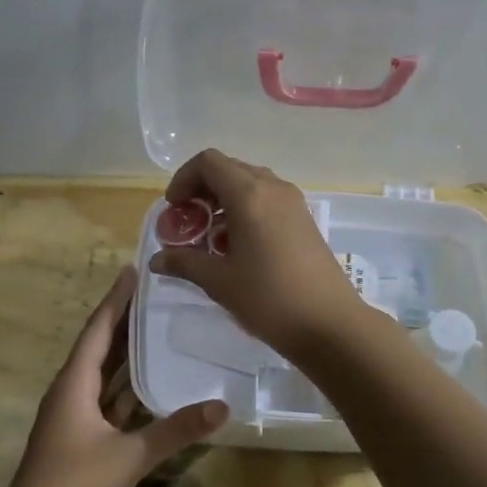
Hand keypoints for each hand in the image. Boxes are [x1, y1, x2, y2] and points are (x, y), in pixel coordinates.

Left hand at [0, 267, 227, 486]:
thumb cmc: (73, 486)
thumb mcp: (129, 456)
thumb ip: (175, 430)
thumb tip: (222, 406)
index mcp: (73, 384)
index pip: (98, 330)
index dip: (115, 301)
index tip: (133, 272)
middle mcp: (71, 393)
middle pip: (101, 348)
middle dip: (126, 322)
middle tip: (157, 296)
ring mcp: (74, 418)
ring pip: (105, 377)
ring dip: (128, 355)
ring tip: (160, 329)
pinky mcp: (81, 439)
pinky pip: (108, 402)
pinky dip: (129, 390)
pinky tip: (153, 385)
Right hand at [149, 149, 367, 359]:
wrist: (330, 323)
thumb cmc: (269, 299)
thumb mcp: (219, 282)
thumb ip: (185, 263)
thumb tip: (156, 261)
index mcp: (249, 195)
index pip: (208, 162)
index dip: (184, 179)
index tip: (175, 209)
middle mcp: (273, 188)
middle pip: (229, 169)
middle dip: (202, 190)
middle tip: (189, 223)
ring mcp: (293, 203)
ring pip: (250, 184)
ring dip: (224, 201)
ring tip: (211, 237)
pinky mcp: (305, 220)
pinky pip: (268, 200)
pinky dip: (246, 210)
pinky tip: (239, 247)